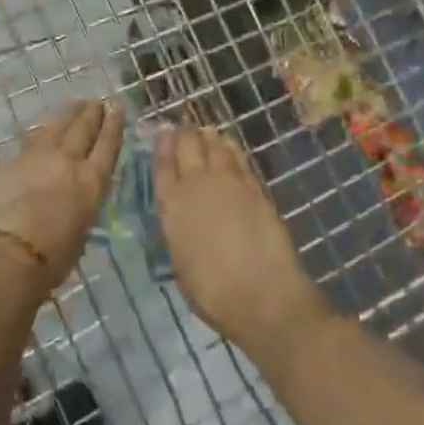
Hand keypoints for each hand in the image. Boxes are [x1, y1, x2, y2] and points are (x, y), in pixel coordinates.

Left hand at [0, 100, 124, 290]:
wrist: (14, 252)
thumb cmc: (57, 255)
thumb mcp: (84, 225)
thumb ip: (82, 200)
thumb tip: (74, 191)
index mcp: (93, 181)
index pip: (108, 144)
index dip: (114, 125)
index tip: (117, 108)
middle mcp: (69, 161)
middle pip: (83, 128)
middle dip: (91, 113)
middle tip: (95, 102)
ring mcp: (39, 156)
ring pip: (56, 126)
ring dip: (67, 114)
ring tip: (74, 105)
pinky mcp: (14, 160)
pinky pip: (31, 140)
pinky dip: (41, 132)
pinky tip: (42, 130)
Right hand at [154, 125, 328, 347]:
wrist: (262, 295)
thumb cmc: (213, 293)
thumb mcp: (181, 264)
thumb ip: (179, 234)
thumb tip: (183, 223)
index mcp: (172, 208)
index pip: (162, 167)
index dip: (161, 148)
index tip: (161, 134)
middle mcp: (196, 186)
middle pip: (187, 147)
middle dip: (184, 134)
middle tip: (183, 129)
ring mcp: (228, 183)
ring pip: (215, 146)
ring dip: (208, 137)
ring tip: (205, 132)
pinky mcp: (255, 187)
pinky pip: (239, 159)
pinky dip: (231, 149)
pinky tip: (229, 147)